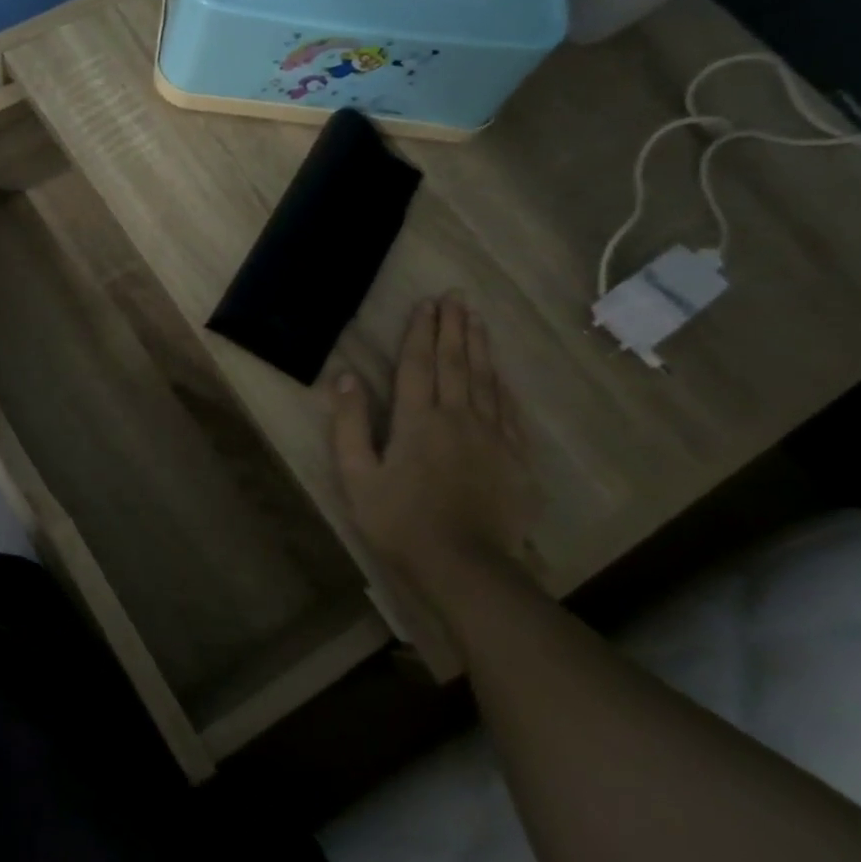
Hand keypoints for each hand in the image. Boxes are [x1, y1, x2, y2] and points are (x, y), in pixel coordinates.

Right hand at [332, 293, 540, 612]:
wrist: (464, 565)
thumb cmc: (398, 520)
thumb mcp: (357, 475)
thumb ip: (350, 424)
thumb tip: (345, 377)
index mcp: (416, 420)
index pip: (417, 364)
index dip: (420, 332)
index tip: (426, 303)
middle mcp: (457, 417)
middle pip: (455, 363)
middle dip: (454, 327)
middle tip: (457, 296)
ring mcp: (492, 437)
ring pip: (487, 380)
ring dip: (480, 346)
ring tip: (477, 319)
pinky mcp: (515, 459)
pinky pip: (511, 412)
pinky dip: (504, 386)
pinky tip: (502, 374)